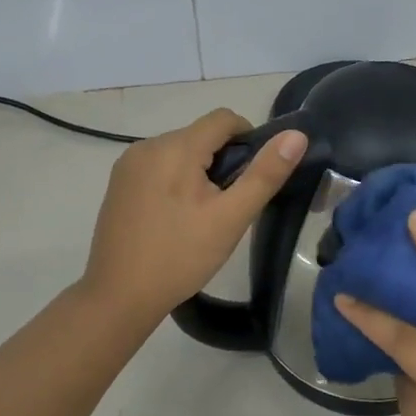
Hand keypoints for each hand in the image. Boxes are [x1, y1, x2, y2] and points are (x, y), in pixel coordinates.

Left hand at [82, 108, 306, 325]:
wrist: (119, 296)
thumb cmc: (181, 256)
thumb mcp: (231, 217)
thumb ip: (264, 174)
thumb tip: (296, 135)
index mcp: (175, 147)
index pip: (223, 119)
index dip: (248, 138)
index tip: (253, 176)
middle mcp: (147, 146)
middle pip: (200, 135)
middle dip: (222, 160)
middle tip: (229, 205)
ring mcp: (128, 164)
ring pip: (178, 151)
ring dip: (198, 170)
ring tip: (202, 214)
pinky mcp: (118, 183)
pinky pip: (157, 166)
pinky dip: (174, 180)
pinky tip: (175, 218)